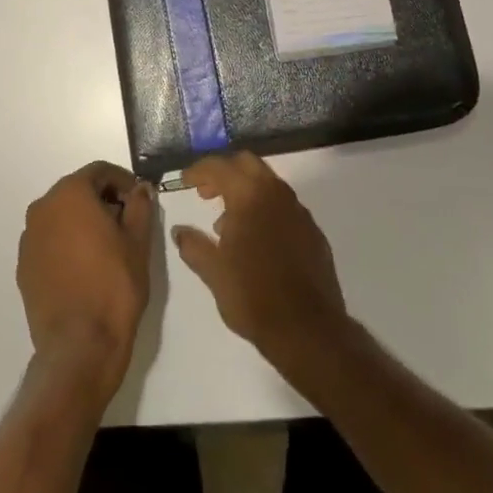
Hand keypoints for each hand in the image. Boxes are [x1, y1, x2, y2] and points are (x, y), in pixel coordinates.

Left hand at [17, 162, 155, 401]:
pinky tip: (85, 267)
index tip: (139, 199)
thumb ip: (139, 206)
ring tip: (108, 247)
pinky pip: (49, 240)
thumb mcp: (138, 242)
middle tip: (127, 222)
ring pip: (61, 215)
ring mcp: (29, 238)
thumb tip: (140, 189)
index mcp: (70, 194)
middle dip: (103, 199)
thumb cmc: (114, 286)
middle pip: (77, 190)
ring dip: (84, 221)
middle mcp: (42, 208)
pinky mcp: (24, 265)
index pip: (99, 171)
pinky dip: (67, 242)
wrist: (80, 345)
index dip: (123, 181)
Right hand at [171, 152, 350, 366]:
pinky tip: (256, 240)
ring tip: (226, 223)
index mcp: (250, 196)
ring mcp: (299, 212)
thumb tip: (179, 231)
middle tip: (206, 193)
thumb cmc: (253, 295)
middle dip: (224, 172)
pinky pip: (284, 207)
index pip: (220, 166)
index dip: (198, 170)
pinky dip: (265, 210)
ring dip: (245, 191)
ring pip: (269, 184)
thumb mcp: (213, 272)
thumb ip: (193, 246)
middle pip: (248, 164)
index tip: (184, 181)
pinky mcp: (313, 232)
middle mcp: (277, 194)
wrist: (307, 329)